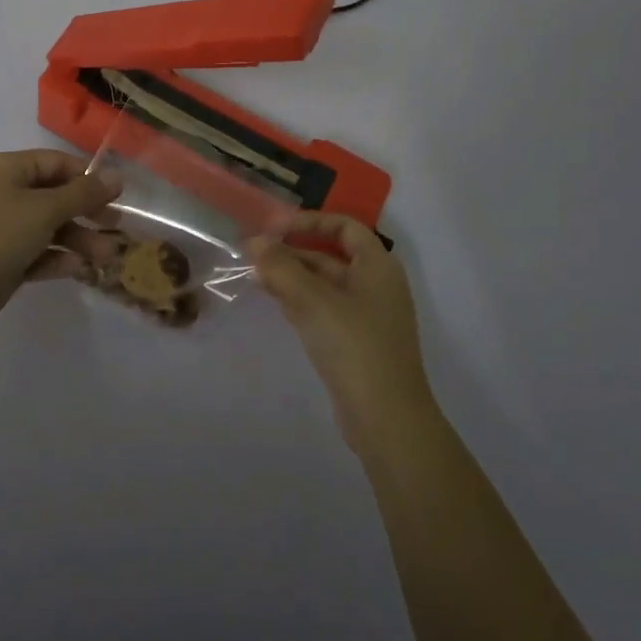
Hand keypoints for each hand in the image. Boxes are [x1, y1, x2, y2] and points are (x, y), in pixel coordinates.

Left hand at [0, 150, 123, 331]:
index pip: (59, 164)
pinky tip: (76, 269)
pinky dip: (57, 259)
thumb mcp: (45, 209)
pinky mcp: (5, 259)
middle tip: (117, 228)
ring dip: (79, 240)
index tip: (118, 196)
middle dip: (88, 213)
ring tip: (106, 257)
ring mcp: (5, 228)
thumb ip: (83, 194)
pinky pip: (38, 253)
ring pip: (51, 228)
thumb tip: (117, 176)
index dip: (89, 178)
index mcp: (11, 170)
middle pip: (58, 197)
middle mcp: (8, 193)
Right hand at [248, 213, 435, 450]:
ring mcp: (368, 316)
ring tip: (256, 277)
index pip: (344, 226)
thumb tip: (256, 242)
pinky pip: (326, 309)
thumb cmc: (354, 346)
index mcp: (378, 266)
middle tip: (253, 255)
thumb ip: (282, 268)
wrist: (387, 418)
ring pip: (325, 285)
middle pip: (330, 256)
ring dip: (292, 277)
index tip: (274, 229)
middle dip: (293, 252)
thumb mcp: (313, 301)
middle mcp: (376, 285)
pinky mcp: (357, 342)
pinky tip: (276, 303)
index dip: (309, 221)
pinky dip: (301, 301)